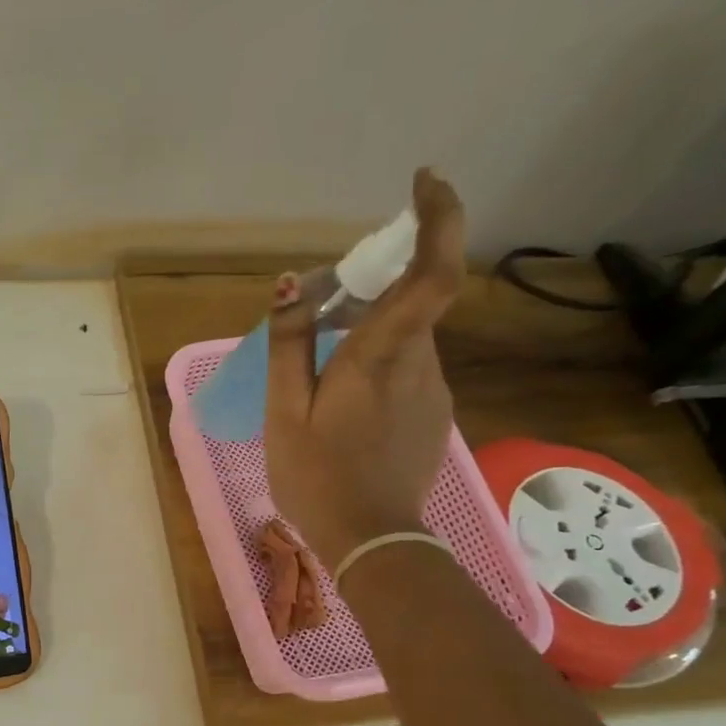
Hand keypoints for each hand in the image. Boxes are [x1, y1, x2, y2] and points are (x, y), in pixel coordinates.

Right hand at [264, 167, 467, 565]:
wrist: (373, 544)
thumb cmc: (318, 477)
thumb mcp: (286, 412)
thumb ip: (290, 346)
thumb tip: (290, 286)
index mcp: (382, 356)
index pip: (434, 271)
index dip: (439, 217)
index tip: (424, 181)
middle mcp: (421, 363)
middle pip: (407, 303)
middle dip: (368, 291)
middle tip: (314, 312)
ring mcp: (433, 391)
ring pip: (403, 339)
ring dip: (365, 334)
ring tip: (316, 373)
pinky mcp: (433, 414)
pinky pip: (405, 370)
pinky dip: (374, 365)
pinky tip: (341, 406)